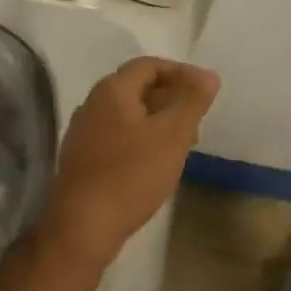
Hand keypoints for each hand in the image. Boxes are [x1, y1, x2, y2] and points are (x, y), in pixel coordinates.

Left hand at [40, 57, 220, 265]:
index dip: (180, 72)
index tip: (205, 92)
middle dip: (170, 98)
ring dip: (157, 121)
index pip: (149, 65)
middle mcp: (92, 104)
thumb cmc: (131, 175)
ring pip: (127, 115)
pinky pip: (117, 136)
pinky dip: (140, 140)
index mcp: (111, 90)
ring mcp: (83, 131)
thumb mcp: (171, 136)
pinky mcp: (82, 157)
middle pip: (136, 88)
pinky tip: (155, 164)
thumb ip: (191, 101)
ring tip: (182, 144)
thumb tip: (207, 75)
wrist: (83, 225)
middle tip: (197, 120)